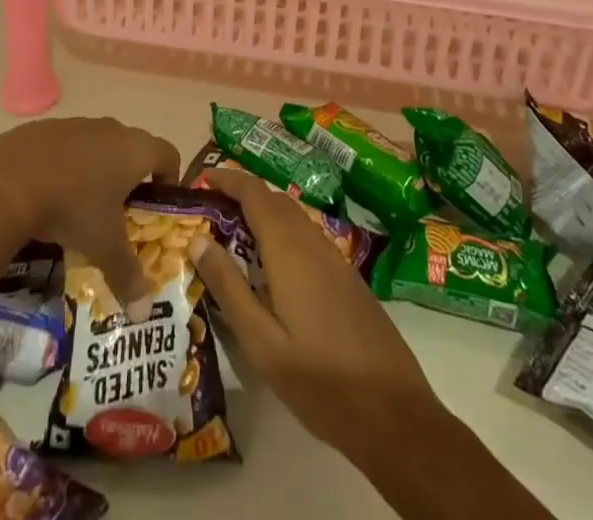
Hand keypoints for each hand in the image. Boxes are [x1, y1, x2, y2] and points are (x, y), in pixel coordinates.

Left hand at [0, 117, 180, 305]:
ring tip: (85, 207)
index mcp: (134, 150)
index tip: (160, 206)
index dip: (170, 179)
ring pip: (99, 146)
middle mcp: (111, 129)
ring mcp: (77, 124)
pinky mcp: (47, 128)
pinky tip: (52, 193)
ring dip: (99, 170)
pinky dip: (68, 166)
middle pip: (133, 149)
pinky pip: (68, 146)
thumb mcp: (104, 247)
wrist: (11, 179)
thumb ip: (128, 275)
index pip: (169, 154)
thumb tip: (145, 312)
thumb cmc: (73, 207)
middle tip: (123, 214)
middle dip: (132, 179)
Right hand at [190, 167, 437, 459]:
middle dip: (240, 195)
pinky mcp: (346, 277)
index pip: (253, 192)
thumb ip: (229, 287)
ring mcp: (333, 258)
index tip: (199, 179)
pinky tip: (270, 268)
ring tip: (231, 236)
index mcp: (289, 249)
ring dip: (261, 214)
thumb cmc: (320, 381)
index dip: (226, 178)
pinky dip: (280, 234)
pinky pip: (306, 237)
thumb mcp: (262, 343)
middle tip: (207, 211)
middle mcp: (312, 241)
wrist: (395, 413)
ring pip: (291, 217)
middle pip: (272, 199)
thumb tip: (197, 239)